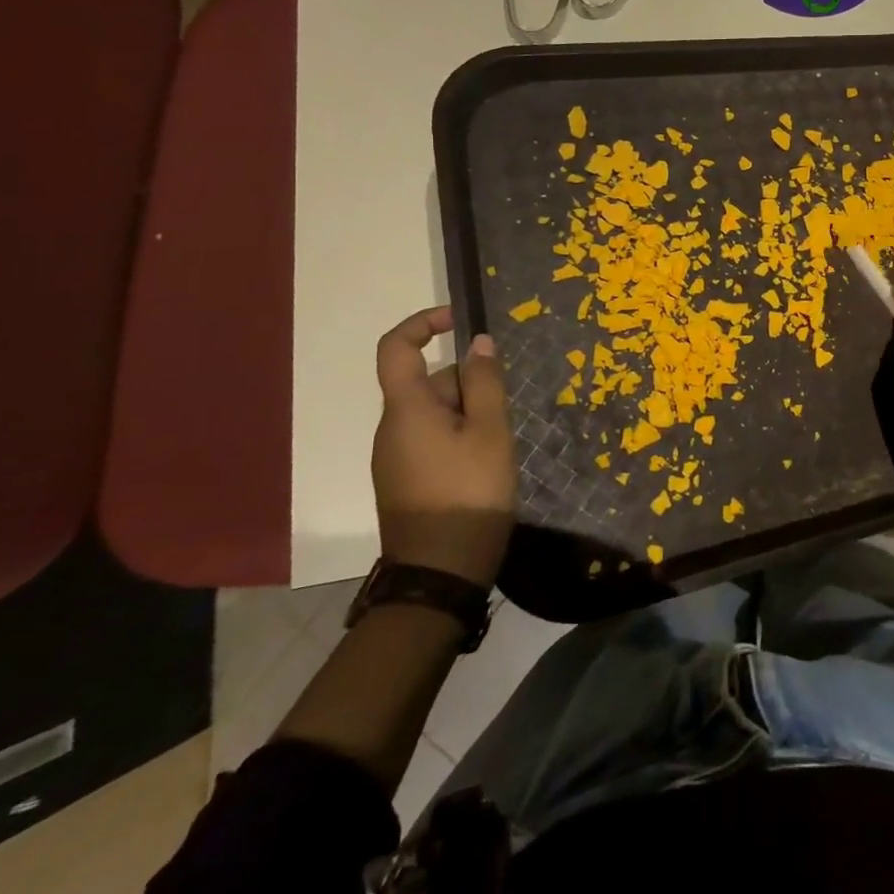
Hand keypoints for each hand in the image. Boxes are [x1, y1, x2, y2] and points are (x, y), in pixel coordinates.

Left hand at [372, 306, 515, 585]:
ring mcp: (395, 456)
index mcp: (406, 409)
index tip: (458, 320)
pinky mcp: (404, 479)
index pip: (396, 348)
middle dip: (468, 384)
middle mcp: (391, 428)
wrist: (440, 573)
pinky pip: (431, 438)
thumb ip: (485, 382)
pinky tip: (484, 463)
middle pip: (428, 382)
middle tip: (502, 414)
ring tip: (499, 443)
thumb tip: (479, 342)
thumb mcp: (490, 431)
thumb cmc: (469, 493)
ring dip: (468, 413)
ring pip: (434, 412)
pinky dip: (459, 436)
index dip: (423, 322)